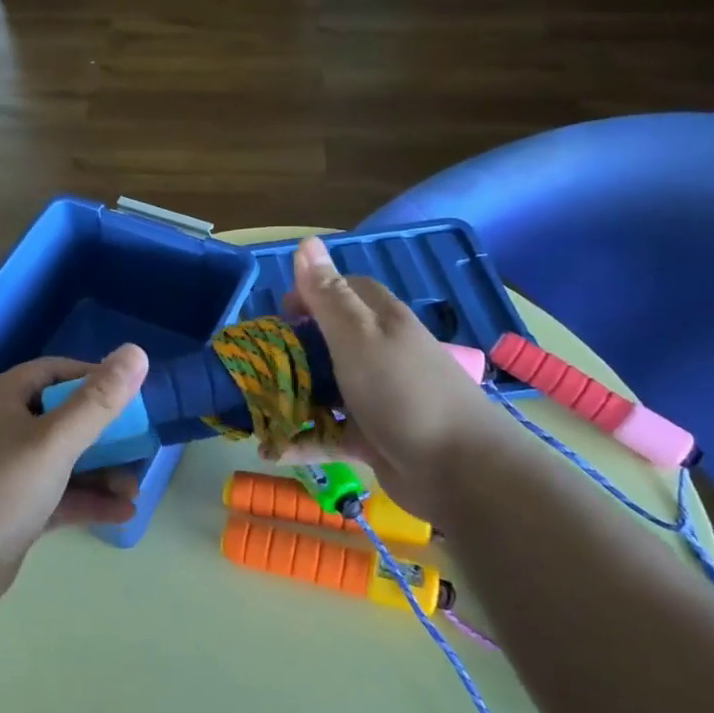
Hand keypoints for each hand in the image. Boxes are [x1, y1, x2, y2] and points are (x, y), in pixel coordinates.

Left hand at [0, 345, 149, 617]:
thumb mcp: (54, 442)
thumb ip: (98, 401)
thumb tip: (136, 352)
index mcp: (3, 398)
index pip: (56, 372)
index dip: (95, 378)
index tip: (133, 394)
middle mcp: (3, 428)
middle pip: (63, 417)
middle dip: (106, 433)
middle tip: (142, 446)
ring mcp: (6, 471)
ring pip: (63, 459)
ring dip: (101, 471)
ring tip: (136, 488)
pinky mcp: (13, 510)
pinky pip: (58, 494)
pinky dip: (87, 500)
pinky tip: (123, 513)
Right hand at [280, 235, 511, 521]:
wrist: (460, 471)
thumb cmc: (402, 392)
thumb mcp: (357, 336)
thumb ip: (328, 294)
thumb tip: (306, 242)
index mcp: (381, 322)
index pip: (346, 291)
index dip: (311, 292)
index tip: (279, 312)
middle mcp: (380, 354)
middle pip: (330, 341)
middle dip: (293, 349)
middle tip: (258, 362)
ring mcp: (377, 398)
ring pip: (325, 389)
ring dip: (291, 398)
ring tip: (254, 408)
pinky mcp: (373, 438)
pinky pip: (329, 434)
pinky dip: (302, 442)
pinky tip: (271, 451)